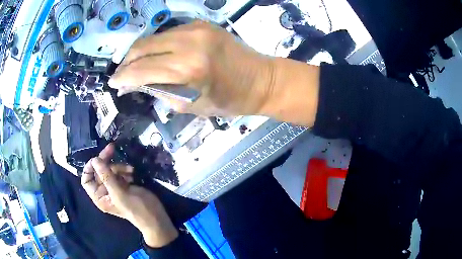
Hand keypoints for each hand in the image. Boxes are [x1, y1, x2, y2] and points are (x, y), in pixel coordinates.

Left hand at [81, 144, 178, 247]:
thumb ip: (106, 176)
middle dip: (106, 161)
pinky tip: (132, 174)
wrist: (155, 216)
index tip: (97, 159)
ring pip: (110, 169)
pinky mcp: (124, 184)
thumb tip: (95, 160)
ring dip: (119, 167)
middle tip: (112, 148)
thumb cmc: (136, 208)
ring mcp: (114, 187)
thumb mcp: (119, 193)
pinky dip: (125, 170)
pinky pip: (119, 171)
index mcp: (99, 196)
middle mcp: (104, 191)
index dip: (89, 168)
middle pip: (99, 171)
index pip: (86, 180)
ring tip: (130, 171)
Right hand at [109, 20, 275, 116]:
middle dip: (127, 62)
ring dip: (140, 52)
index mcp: (190, 68)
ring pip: (154, 38)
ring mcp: (196, 29)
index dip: (124, 77)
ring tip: (135, 66)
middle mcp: (190, 42)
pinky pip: (168, 33)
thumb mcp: (193, 106)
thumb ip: (162, 91)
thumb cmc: (231, 100)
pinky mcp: (201, 24)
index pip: (143, 69)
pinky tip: (155, 55)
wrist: (261, 79)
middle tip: (122, 75)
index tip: (113, 83)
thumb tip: (138, 84)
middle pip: (143, 47)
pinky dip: (157, 45)